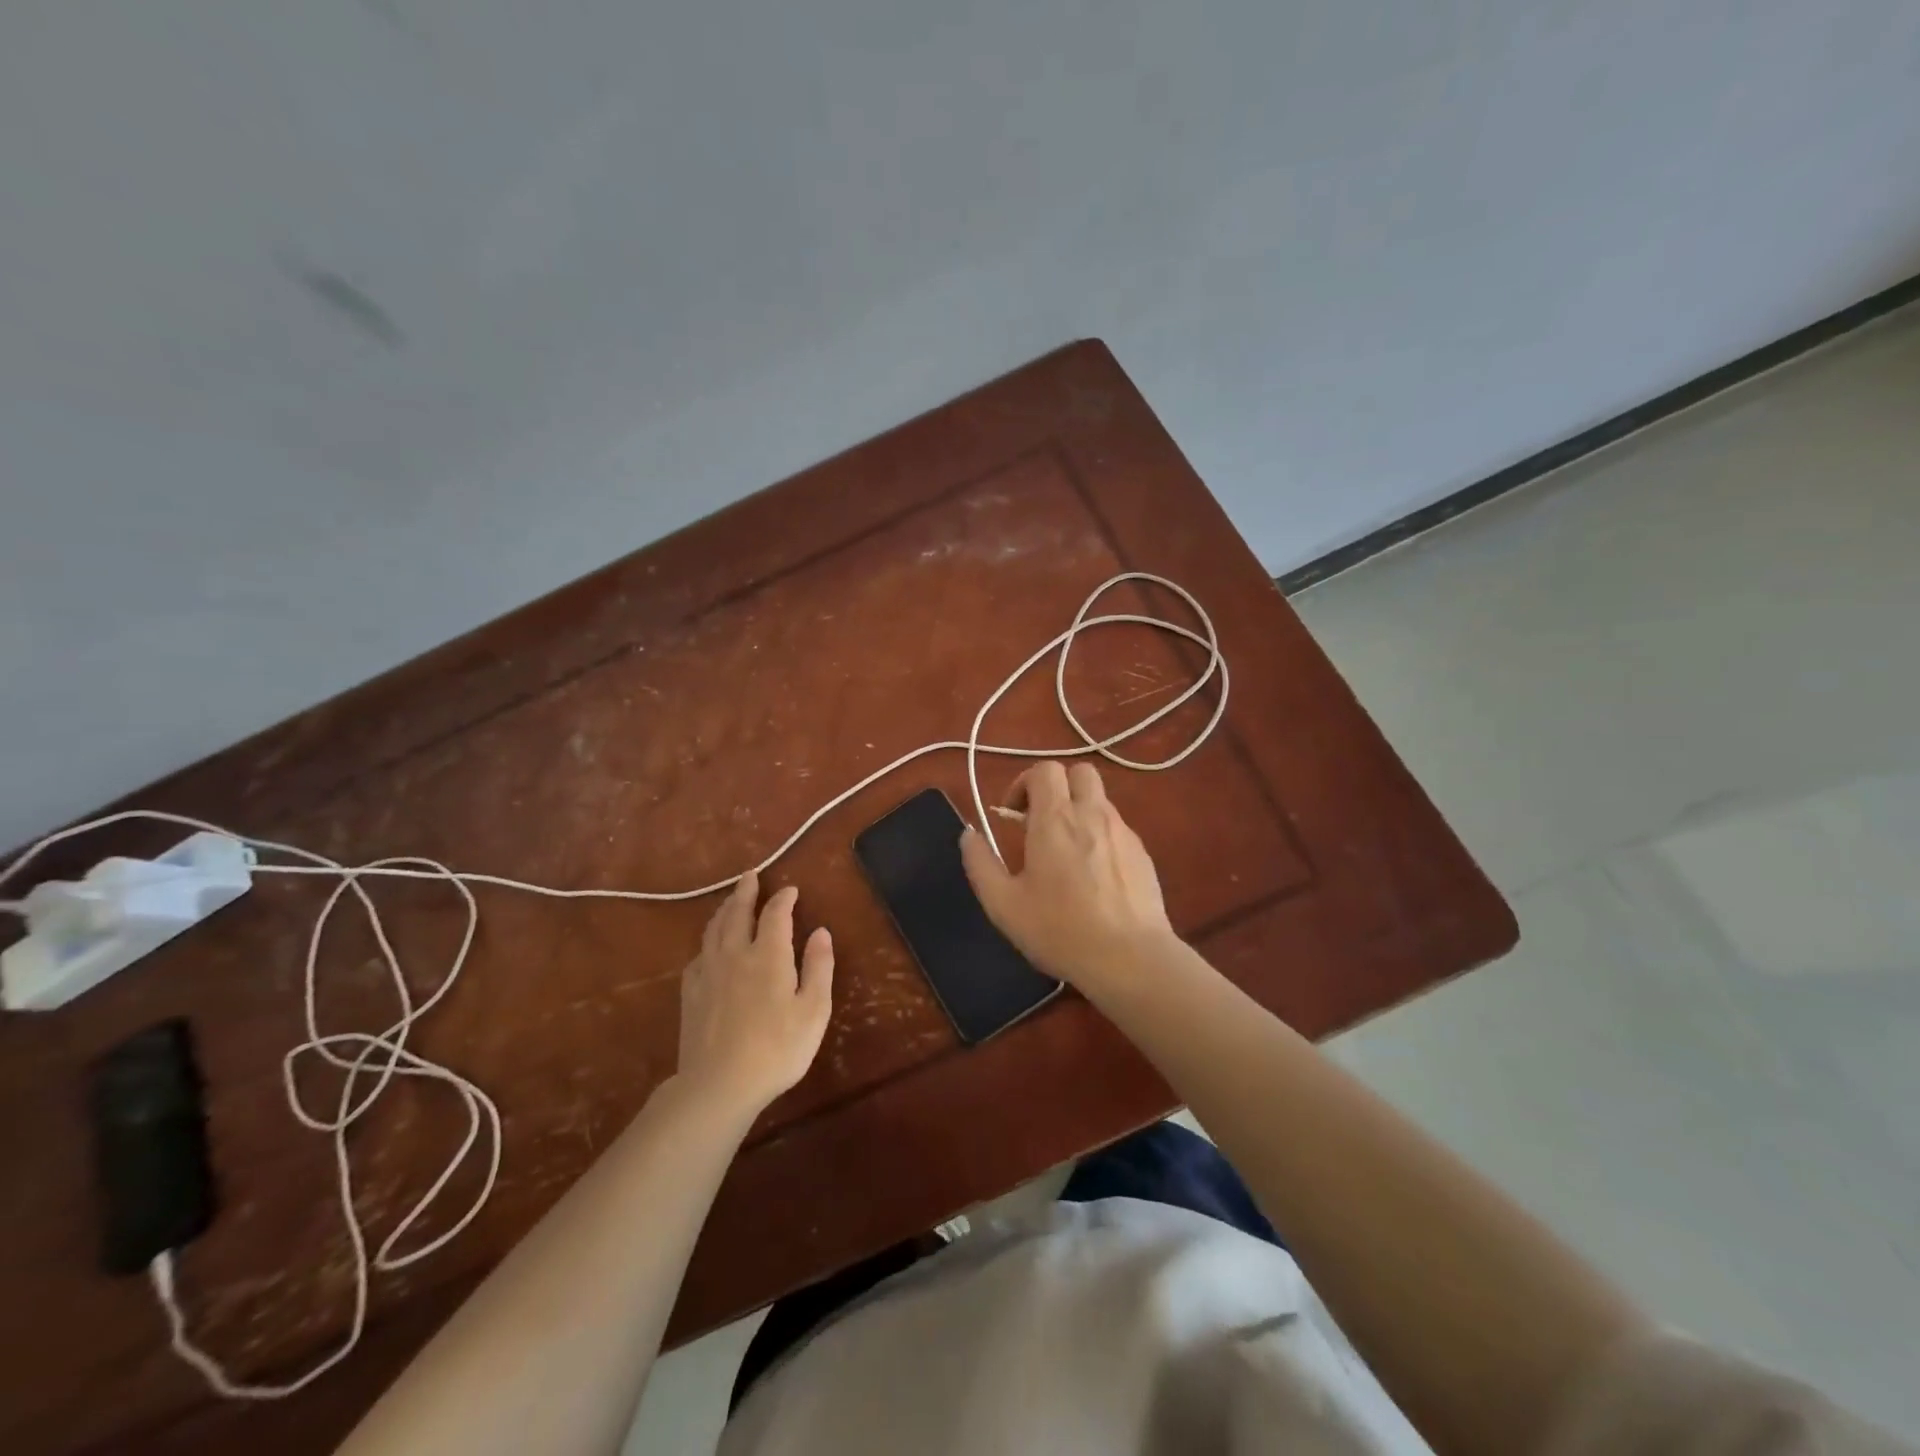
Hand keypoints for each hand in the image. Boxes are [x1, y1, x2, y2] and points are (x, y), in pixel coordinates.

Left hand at [675, 872, 833, 1117]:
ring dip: (724, 910)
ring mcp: (708, 973)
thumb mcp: (814, 1010)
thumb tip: (821, 931)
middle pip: (738, 913)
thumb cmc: (777, 1049)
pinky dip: (707, 942)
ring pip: (714, 930)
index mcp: (768, 955)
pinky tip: (709, 948)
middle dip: (746, 891)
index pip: (775, 914)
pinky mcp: (690, 994)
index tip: (791, 890)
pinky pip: (698, 955)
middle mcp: (735, 954)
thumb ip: (818, 967)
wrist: (719, 1085)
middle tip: (750, 875)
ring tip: (730, 900)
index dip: (783, 898)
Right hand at [959, 762, 1178, 991]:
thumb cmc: (1060, 930)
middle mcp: (1092, 814)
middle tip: (1041, 822)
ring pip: (1100, 800)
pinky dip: (1100, 837)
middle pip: (1079, 772)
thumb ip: (980, 863)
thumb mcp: (1004, 904)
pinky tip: (1094, 877)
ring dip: (1079, 812)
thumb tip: (969, 834)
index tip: (1014, 816)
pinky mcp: (1143, 854)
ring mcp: (1123, 832)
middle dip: (1058, 787)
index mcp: (1055, 818)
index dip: (1024, 784)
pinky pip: (1117, 829)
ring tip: (1067, 854)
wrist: (1130, 959)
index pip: (1044, 769)